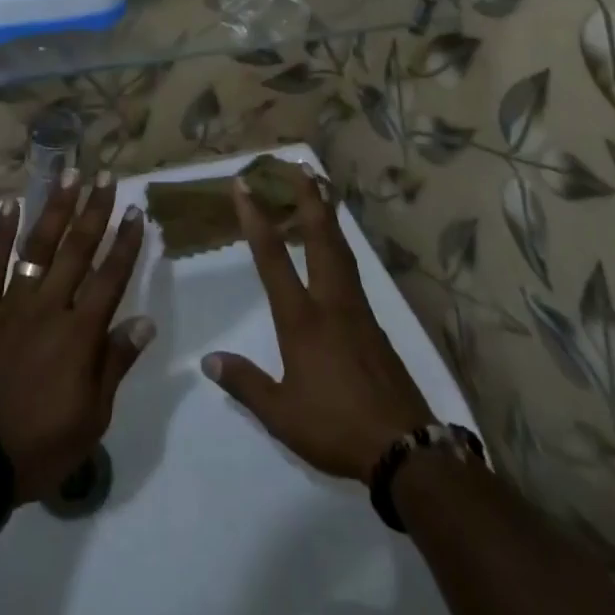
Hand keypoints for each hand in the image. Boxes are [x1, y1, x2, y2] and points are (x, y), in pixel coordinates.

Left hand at [0, 178, 152, 502]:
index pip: (110, 277)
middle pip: (77, 250)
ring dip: (55, 208)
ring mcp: (11, 304)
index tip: (136, 211)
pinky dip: (0, 234)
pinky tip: (9, 205)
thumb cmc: (39, 446)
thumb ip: (115, 363)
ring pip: (37, 247)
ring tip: (68, 174)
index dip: (125, 242)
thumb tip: (144, 320)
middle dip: (95, 211)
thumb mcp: (91, 418)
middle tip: (106, 176)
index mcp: (79, 334)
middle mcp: (49, 307)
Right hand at [203, 170, 435, 484]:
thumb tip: (208, 360)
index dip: (256, 218)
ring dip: (328, 215)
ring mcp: (357, 310)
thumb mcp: (281, 414)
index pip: (273, 257)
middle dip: (307, 198)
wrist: (405, 449)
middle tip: (300, 166)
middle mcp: (330, 302)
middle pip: (319, 237)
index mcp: (302, 319)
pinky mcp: (374, 324)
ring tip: (321, 190)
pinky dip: (340, 245)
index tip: (244, 185)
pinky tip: (337, 248)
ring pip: (340, 249)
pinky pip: (352, 270)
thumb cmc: (336, 427)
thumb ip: (245, 383)